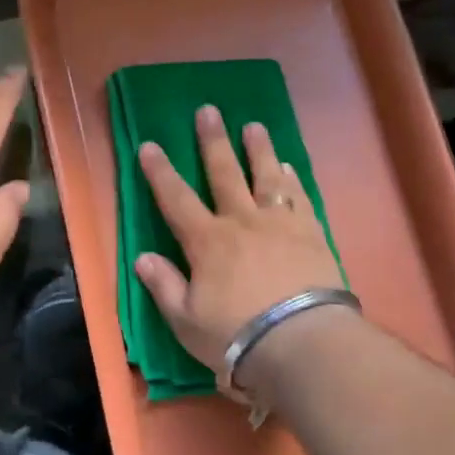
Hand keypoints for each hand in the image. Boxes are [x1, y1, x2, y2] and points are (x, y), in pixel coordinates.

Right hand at [134, 104, 345, 388]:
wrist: (302, 343)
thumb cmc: (236, 336)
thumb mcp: (186, 320)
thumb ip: (164, 285)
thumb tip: (142, 257)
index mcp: (207, 241)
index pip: (176, 198)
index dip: (160, 171)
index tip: (149, 144)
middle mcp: (241, 222)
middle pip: (224, 173)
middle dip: (212, 141)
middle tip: (208, 110)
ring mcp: (280, 225)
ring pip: (266, 177)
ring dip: (259, 150)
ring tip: (254, 126)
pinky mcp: (312, 234)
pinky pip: (300, 199)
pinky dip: (293, 181)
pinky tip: (290, 168)